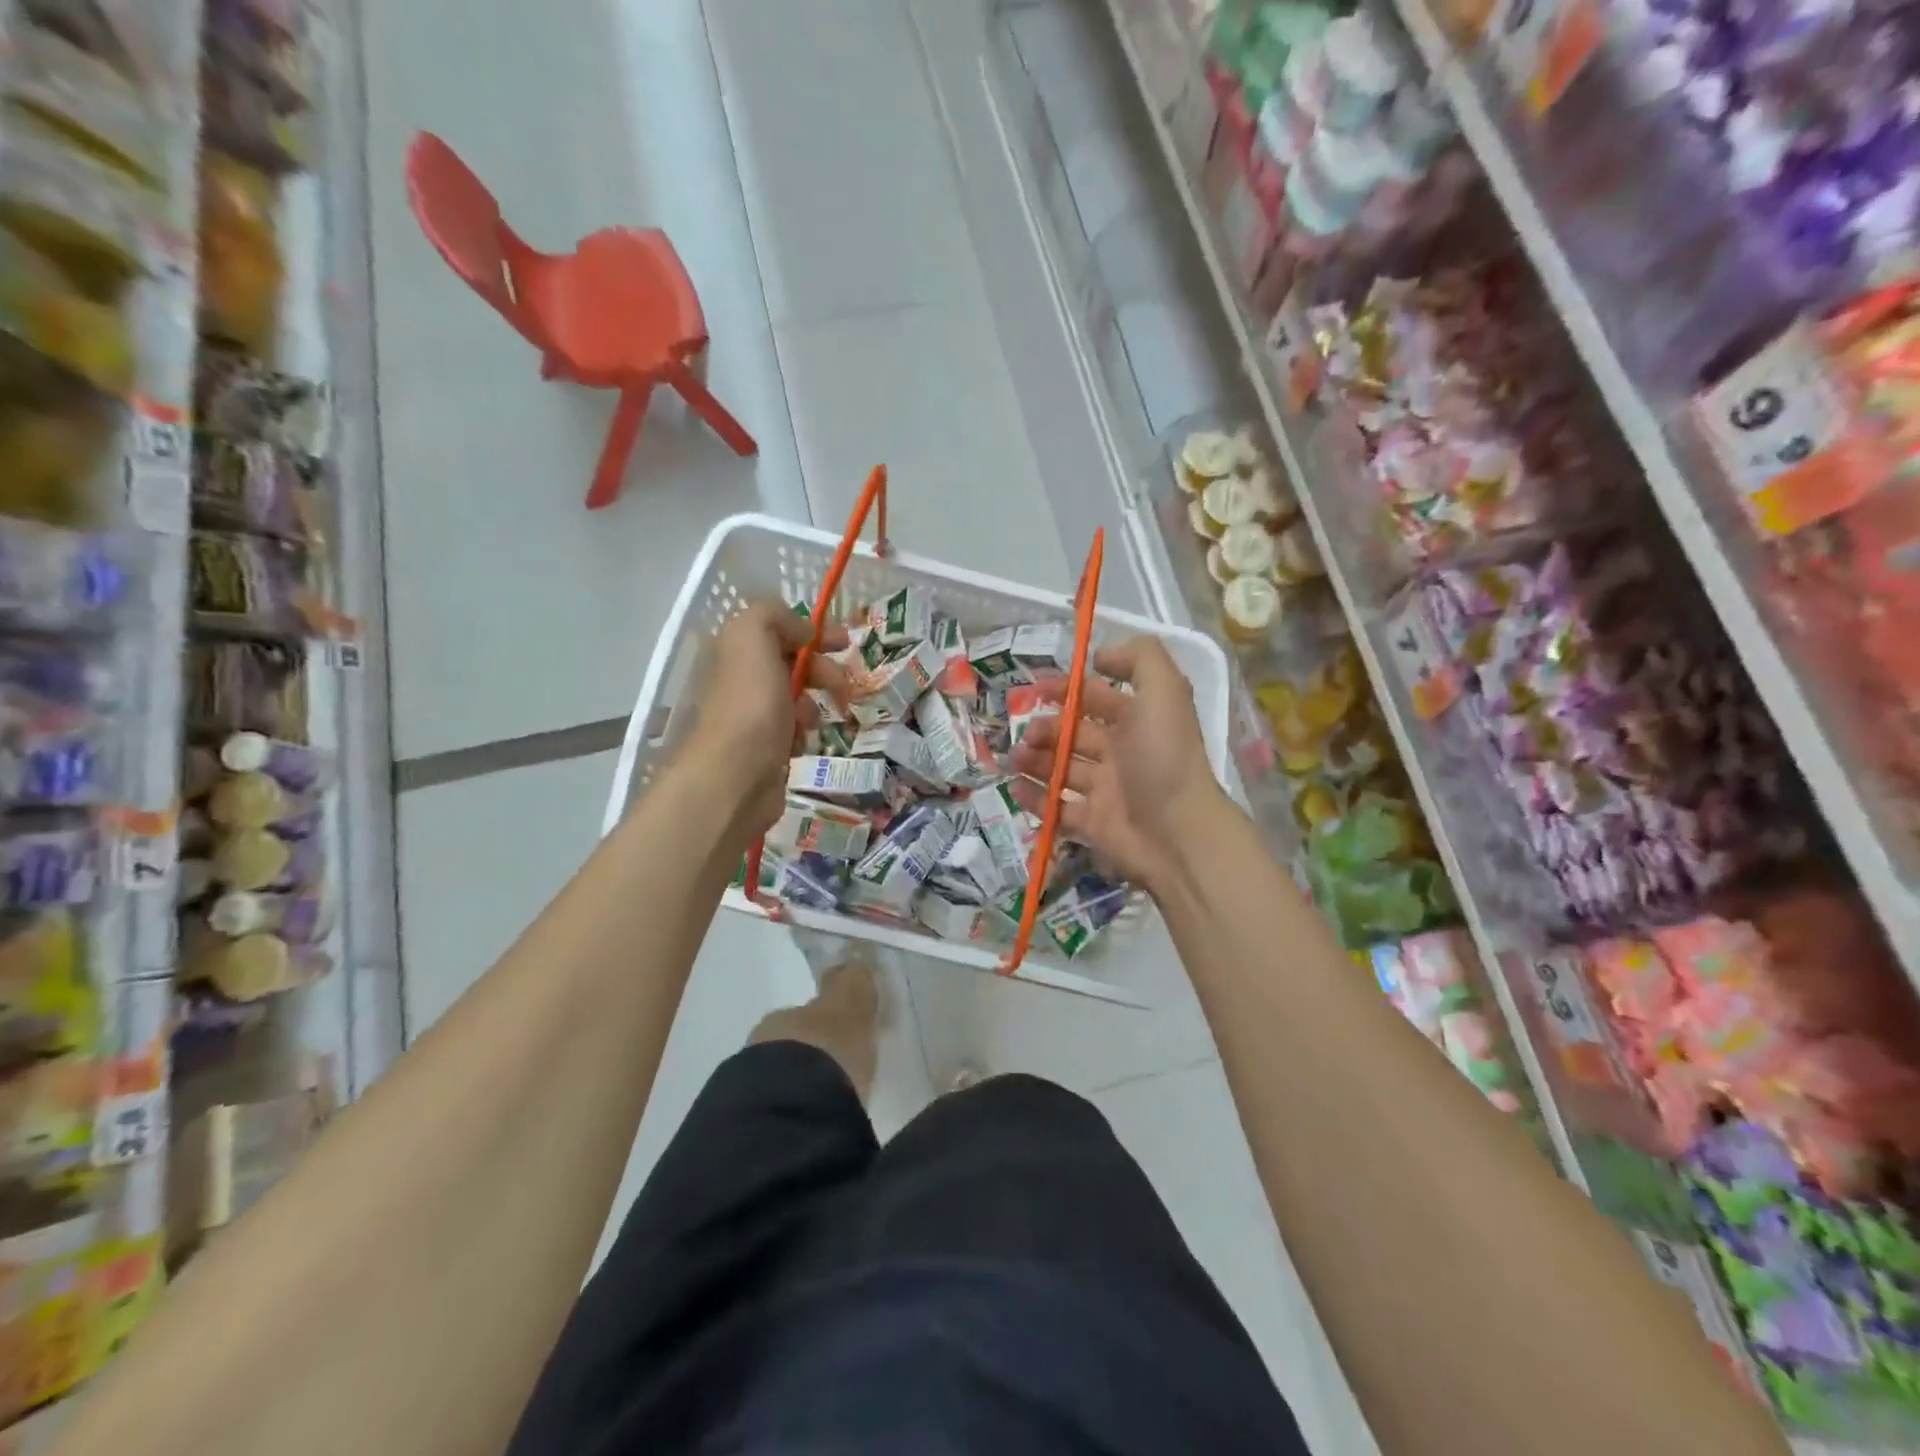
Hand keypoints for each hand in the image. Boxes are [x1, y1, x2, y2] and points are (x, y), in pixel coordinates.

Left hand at [681, 603, 848, 841]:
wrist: (735, 777)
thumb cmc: (750, 705)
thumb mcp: (752, 637)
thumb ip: (773, 615)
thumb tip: (802, 632)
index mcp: (734, 653)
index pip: (777, 630)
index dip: (812, 632)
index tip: (844, 643)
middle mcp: (739, 682)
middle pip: (791, 665)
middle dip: (821, 671)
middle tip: (841, 686)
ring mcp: (751, 719)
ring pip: (796, 700)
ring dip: (812, 706)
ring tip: (811, 722)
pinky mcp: (764, 750)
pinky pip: (795, 732)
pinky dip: (803, 734)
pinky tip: (800, 743)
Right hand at [1010, 636, 1226, 892]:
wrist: (1178, 834)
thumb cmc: (1164, 758)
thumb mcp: (1164, 692)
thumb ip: (1139, 659)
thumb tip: (1100, 656)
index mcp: (1138, 721)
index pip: (1098, 698)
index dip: (1069, 690)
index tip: (1037, 689)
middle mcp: (1122, 753)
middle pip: (1074, 734)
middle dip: (1046, 728)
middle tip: (1027, 734)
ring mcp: (1106, 791)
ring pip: (1062, 769)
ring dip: (1034, 760)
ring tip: (1016, 760)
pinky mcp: (1092, 825)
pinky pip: (1056, 808)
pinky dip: (1035, 798)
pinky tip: (1016, 787)